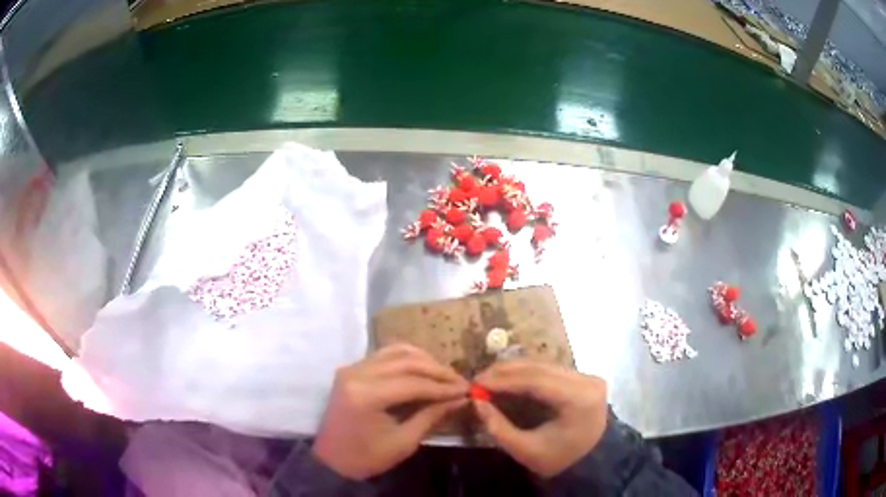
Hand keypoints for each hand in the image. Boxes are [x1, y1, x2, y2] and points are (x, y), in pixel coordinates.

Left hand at [312, 344, 467, 479]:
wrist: (332, 460)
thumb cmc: (367, 457)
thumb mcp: (403, 442)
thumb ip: (431, 416)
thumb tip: (460, 399)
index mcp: (366, 395)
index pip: (413, 383)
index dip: (443, 386)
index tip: (467, 390)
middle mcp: (357, 373)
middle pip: (405, 362)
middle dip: (437, 370)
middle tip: (459, 381)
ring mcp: (352, 368)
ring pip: (395, 352)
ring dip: (423, 361)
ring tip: (444, 375)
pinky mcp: (351, 369)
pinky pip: (384, 355)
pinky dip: (407, 358)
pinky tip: (423, 369)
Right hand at [474, 360, 607, 477]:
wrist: (590, 463)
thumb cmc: (558, 460)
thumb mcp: (525, 450)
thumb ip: (498, 427)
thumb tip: (475, 402)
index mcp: (579, 399)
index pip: (537, 381)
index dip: (504, 380)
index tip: (477, 383)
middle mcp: (586, 381)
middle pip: (540, 368)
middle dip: (506, 372)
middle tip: (478, 379)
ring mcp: (586, 376)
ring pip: (544, 364)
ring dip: (513, 370)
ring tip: (488, 379)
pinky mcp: (581, 377)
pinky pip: (549, 369)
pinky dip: (525, 373)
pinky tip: (507, 379)